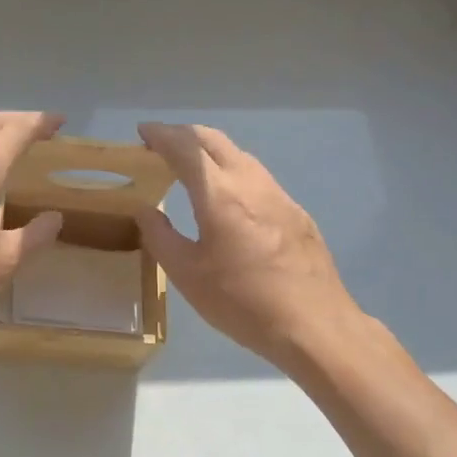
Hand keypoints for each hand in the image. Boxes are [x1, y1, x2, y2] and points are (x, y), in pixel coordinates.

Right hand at [133, 122, 362, 367]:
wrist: (314, 325)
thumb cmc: (242, 301)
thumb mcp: (187, 274)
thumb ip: (160, 237)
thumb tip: (145, 210)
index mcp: (220, 194)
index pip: (186, 148)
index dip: (161, 134)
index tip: (142, 131)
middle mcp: (251, 183)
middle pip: (214, 140)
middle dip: (184, 135)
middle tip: (160, 145)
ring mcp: (278, 195)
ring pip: (239, 155)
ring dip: (209, 151)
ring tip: (188, 167)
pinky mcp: (295, 212)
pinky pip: (256, 176)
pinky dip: (231, 170)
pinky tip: (226, 197)